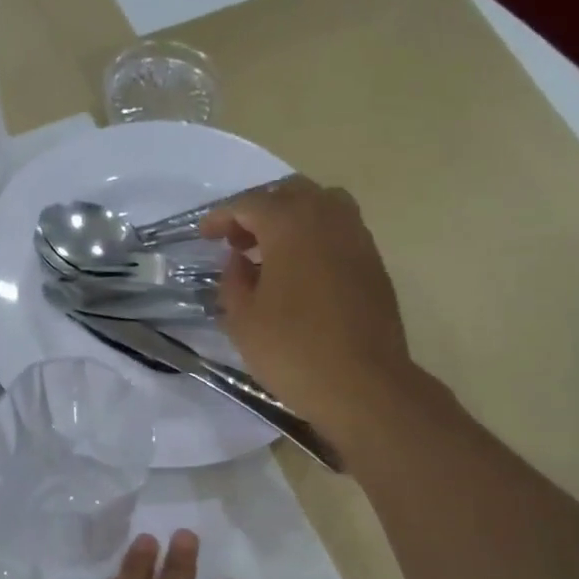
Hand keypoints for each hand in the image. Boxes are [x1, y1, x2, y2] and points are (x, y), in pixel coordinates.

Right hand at [201, 176, 412, 440]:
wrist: (362, 384)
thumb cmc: (293, 350)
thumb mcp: (242, 319)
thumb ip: (233, 280)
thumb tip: (240, 261)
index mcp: (291, 224)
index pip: (249, 204)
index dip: (222, 216)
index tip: (204, 234)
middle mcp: (329, 218)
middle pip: (290, 194)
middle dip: (259, 210)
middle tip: (237, 240)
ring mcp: (358, 239)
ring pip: (321, 207)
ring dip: (291, 220)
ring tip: (269, 253)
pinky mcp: (374, 264)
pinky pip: (339, 233)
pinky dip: (314, 239)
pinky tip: (299, 273)